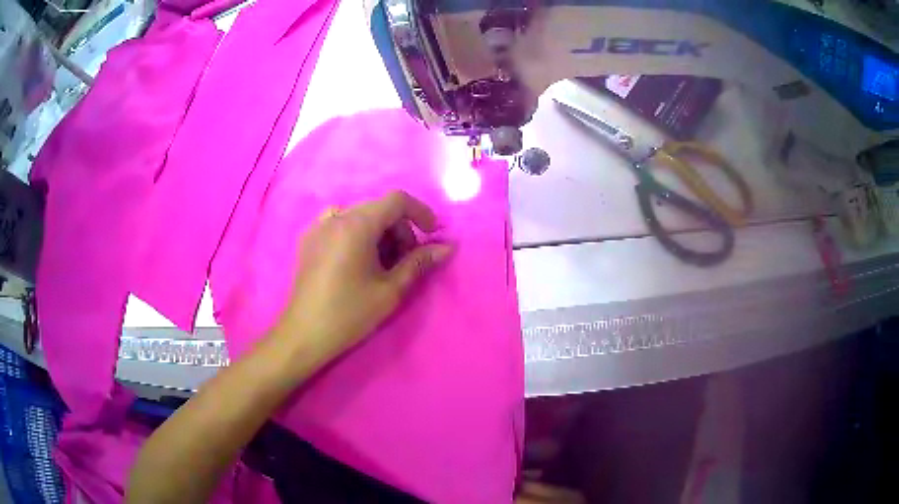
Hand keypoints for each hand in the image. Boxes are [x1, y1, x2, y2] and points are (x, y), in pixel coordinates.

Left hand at [273, 190, 452, 362]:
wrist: (304, 334)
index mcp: (356, 225)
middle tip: (406, 260)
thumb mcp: (390, 289)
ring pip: (360, 216)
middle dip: (400, 228)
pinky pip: (340, 223)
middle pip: (378, 208)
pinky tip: (357, 260)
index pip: (396, 200)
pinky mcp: (308, 239)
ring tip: (382, 264)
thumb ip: (419, 262)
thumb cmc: (349, 313)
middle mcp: (335, 217)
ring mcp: (318, 226)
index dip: (420, 212)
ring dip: (379, 232)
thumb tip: (447, 247)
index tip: (432, 235)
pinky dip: (357, 234)